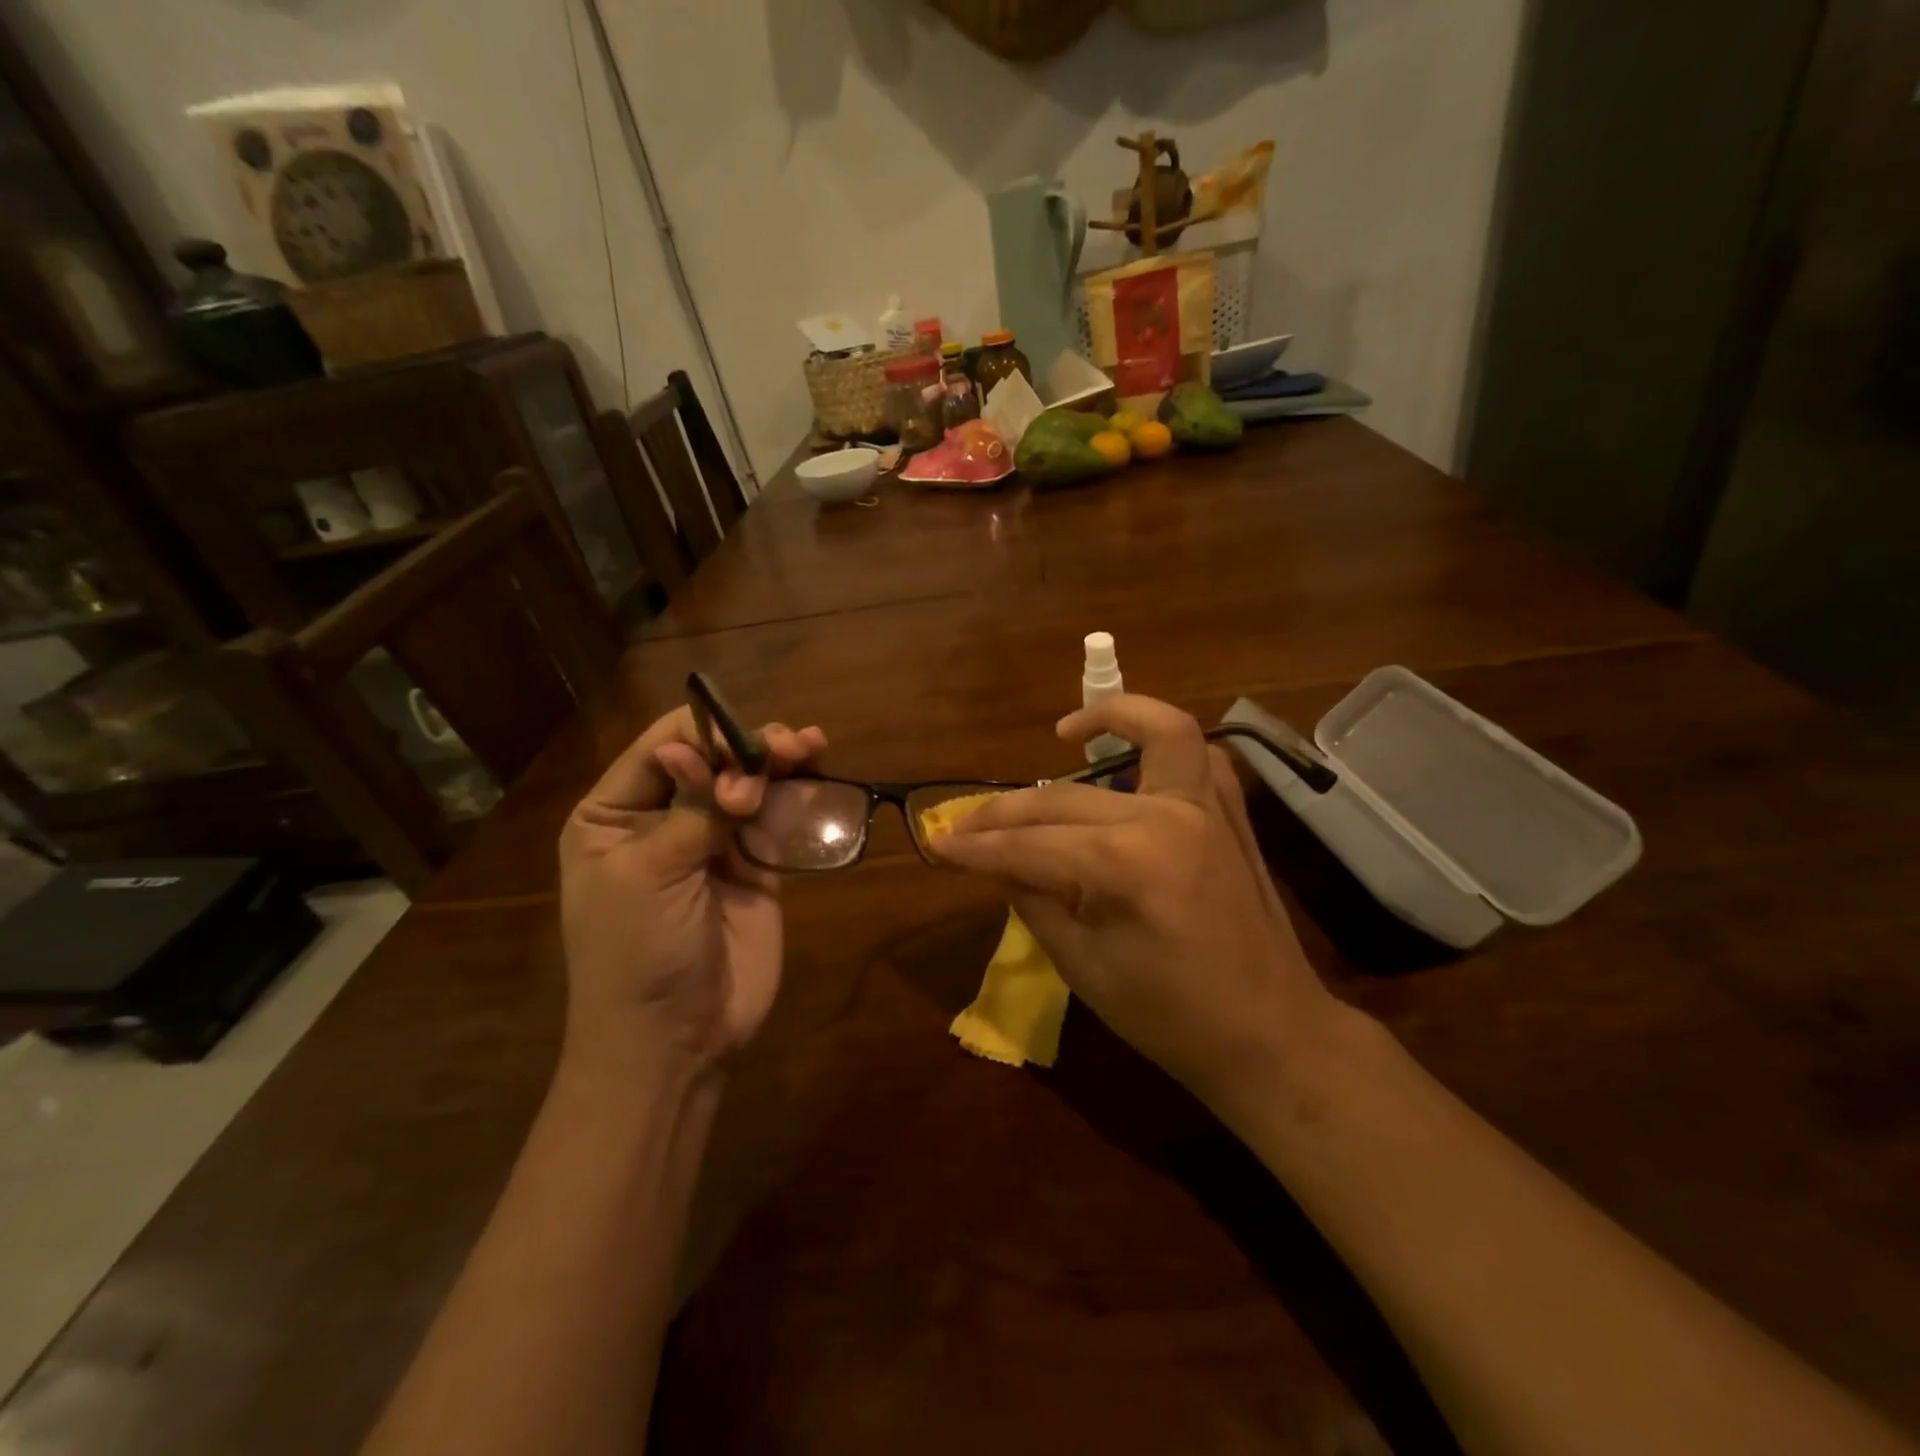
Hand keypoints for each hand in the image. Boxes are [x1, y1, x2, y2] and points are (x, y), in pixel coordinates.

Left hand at [558, 707, 826, 1077]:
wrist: (674, 1043)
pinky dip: (798, 797)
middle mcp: (663, 818)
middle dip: (748, 747)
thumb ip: (691, 809)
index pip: (662, 747)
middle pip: (713, 759)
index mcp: (614, 814)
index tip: (744, 745)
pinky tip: (819, 775)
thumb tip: (711, 753)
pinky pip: (778, 820)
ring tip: (811, 747)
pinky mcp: (756, 868)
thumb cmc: (636, 954)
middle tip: (788, 748)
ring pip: (750, 783)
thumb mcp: (648, 874)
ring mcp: (714, 843)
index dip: (705, 734)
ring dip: (780, 761)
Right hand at [928, 695, 1334, 1100]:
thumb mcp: (1083, 966)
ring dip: (1113, 716)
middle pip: (1064, 798)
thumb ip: (1033, 900)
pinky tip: (1133, 763)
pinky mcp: (1232, 814)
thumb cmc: (1170, 1017)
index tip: (937, 844)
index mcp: (1126, 864)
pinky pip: (1199, 756)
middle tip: (966, 825)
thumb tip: (998, 862)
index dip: (976, 847)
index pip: (1029, 844)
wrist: (1270, 1035)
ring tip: (1067, 732)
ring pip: (1158, 732)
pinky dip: (1165, 744)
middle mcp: (1166, 816)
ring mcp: (1208, 807)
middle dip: (1005, 812)